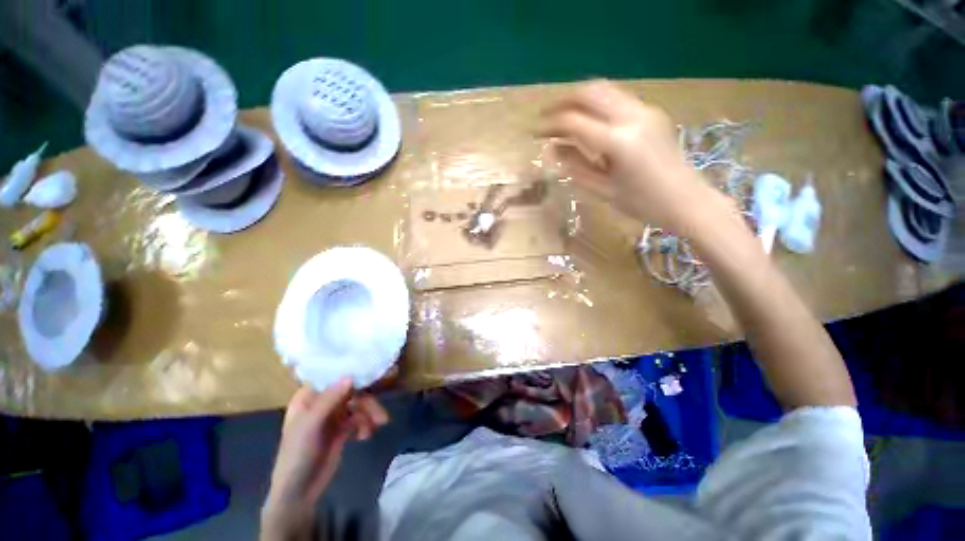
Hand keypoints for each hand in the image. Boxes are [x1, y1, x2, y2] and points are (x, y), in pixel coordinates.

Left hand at [261, 378, 388, 539]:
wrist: (299, 493)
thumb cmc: (297, 456)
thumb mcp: (310, 427)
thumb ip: (329, 400)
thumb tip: (350, 376)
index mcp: (309, 397)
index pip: (333, 376)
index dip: (353, 373)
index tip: (373, 375)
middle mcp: (322, 402)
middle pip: (352, 391)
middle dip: (367, 402)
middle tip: (381, 416)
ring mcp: (333, 415)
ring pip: (359, 404)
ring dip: (369, 414)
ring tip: (377, 427)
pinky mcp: (342, 428)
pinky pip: (360, 418)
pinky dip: (365, 424)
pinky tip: (365, 436)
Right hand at [538, 80, 731, 233]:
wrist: (687, 200)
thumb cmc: (642, 204)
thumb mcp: (603, 189)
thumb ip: (575, 166)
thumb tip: (553, 149)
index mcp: (619, 142)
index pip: (574, 122)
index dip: (550, 125)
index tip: (534, 132)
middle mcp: (632, 117)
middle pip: (590, 93)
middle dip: (562, 101)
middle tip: (545, 116)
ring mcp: (645, 111)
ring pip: (605, 90)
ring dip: (579, 98)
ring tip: (562, 115)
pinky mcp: (651, 112)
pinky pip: (617, 99)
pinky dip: (596, 104)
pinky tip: (587, 120)